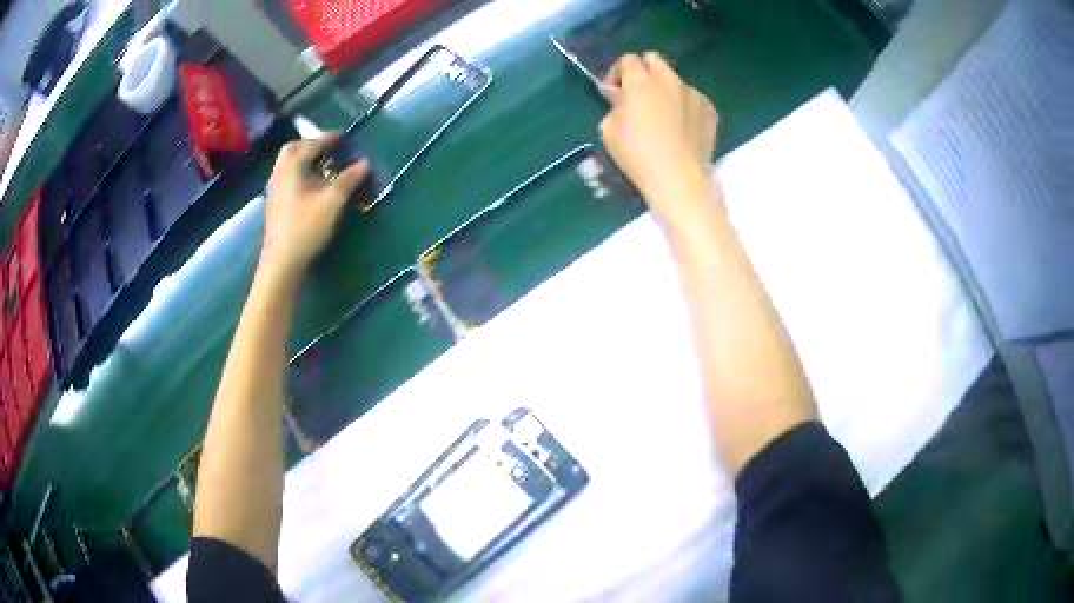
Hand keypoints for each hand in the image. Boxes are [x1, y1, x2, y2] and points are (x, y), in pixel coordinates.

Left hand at [261, 134, 368, 280]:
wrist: (282, 261)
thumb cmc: (306, 227)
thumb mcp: (333, 201)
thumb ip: (349, 179)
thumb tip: (365, 162)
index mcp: (292, 166)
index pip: (313, 143)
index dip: (331, 138)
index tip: (346, 137)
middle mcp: (280, 172)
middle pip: (294, 148)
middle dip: (312, 145)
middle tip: (330, 149)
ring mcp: (275, 188)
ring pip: (289, 164)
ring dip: (305, 159)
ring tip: (324, 165)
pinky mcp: (275, 203)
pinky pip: (288, 177)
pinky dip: (301, 172)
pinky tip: (312, 184)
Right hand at [600, 52, 718, 225]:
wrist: (679, 179)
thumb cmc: (639, 155)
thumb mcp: (609, 130)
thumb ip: (615, 105)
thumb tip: (622, 97)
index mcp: (641, 81)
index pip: (628, 60)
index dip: (619, 73)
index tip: (616, 92)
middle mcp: (668, 79)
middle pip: (654, 60)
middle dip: (644, 71)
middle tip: (639, 95)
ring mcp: (692, 93)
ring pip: (675, 80)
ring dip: (666, 90)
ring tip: (664, 115)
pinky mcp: (709, 109)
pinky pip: (693, 99)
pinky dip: (685, 106)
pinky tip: (682, 127)